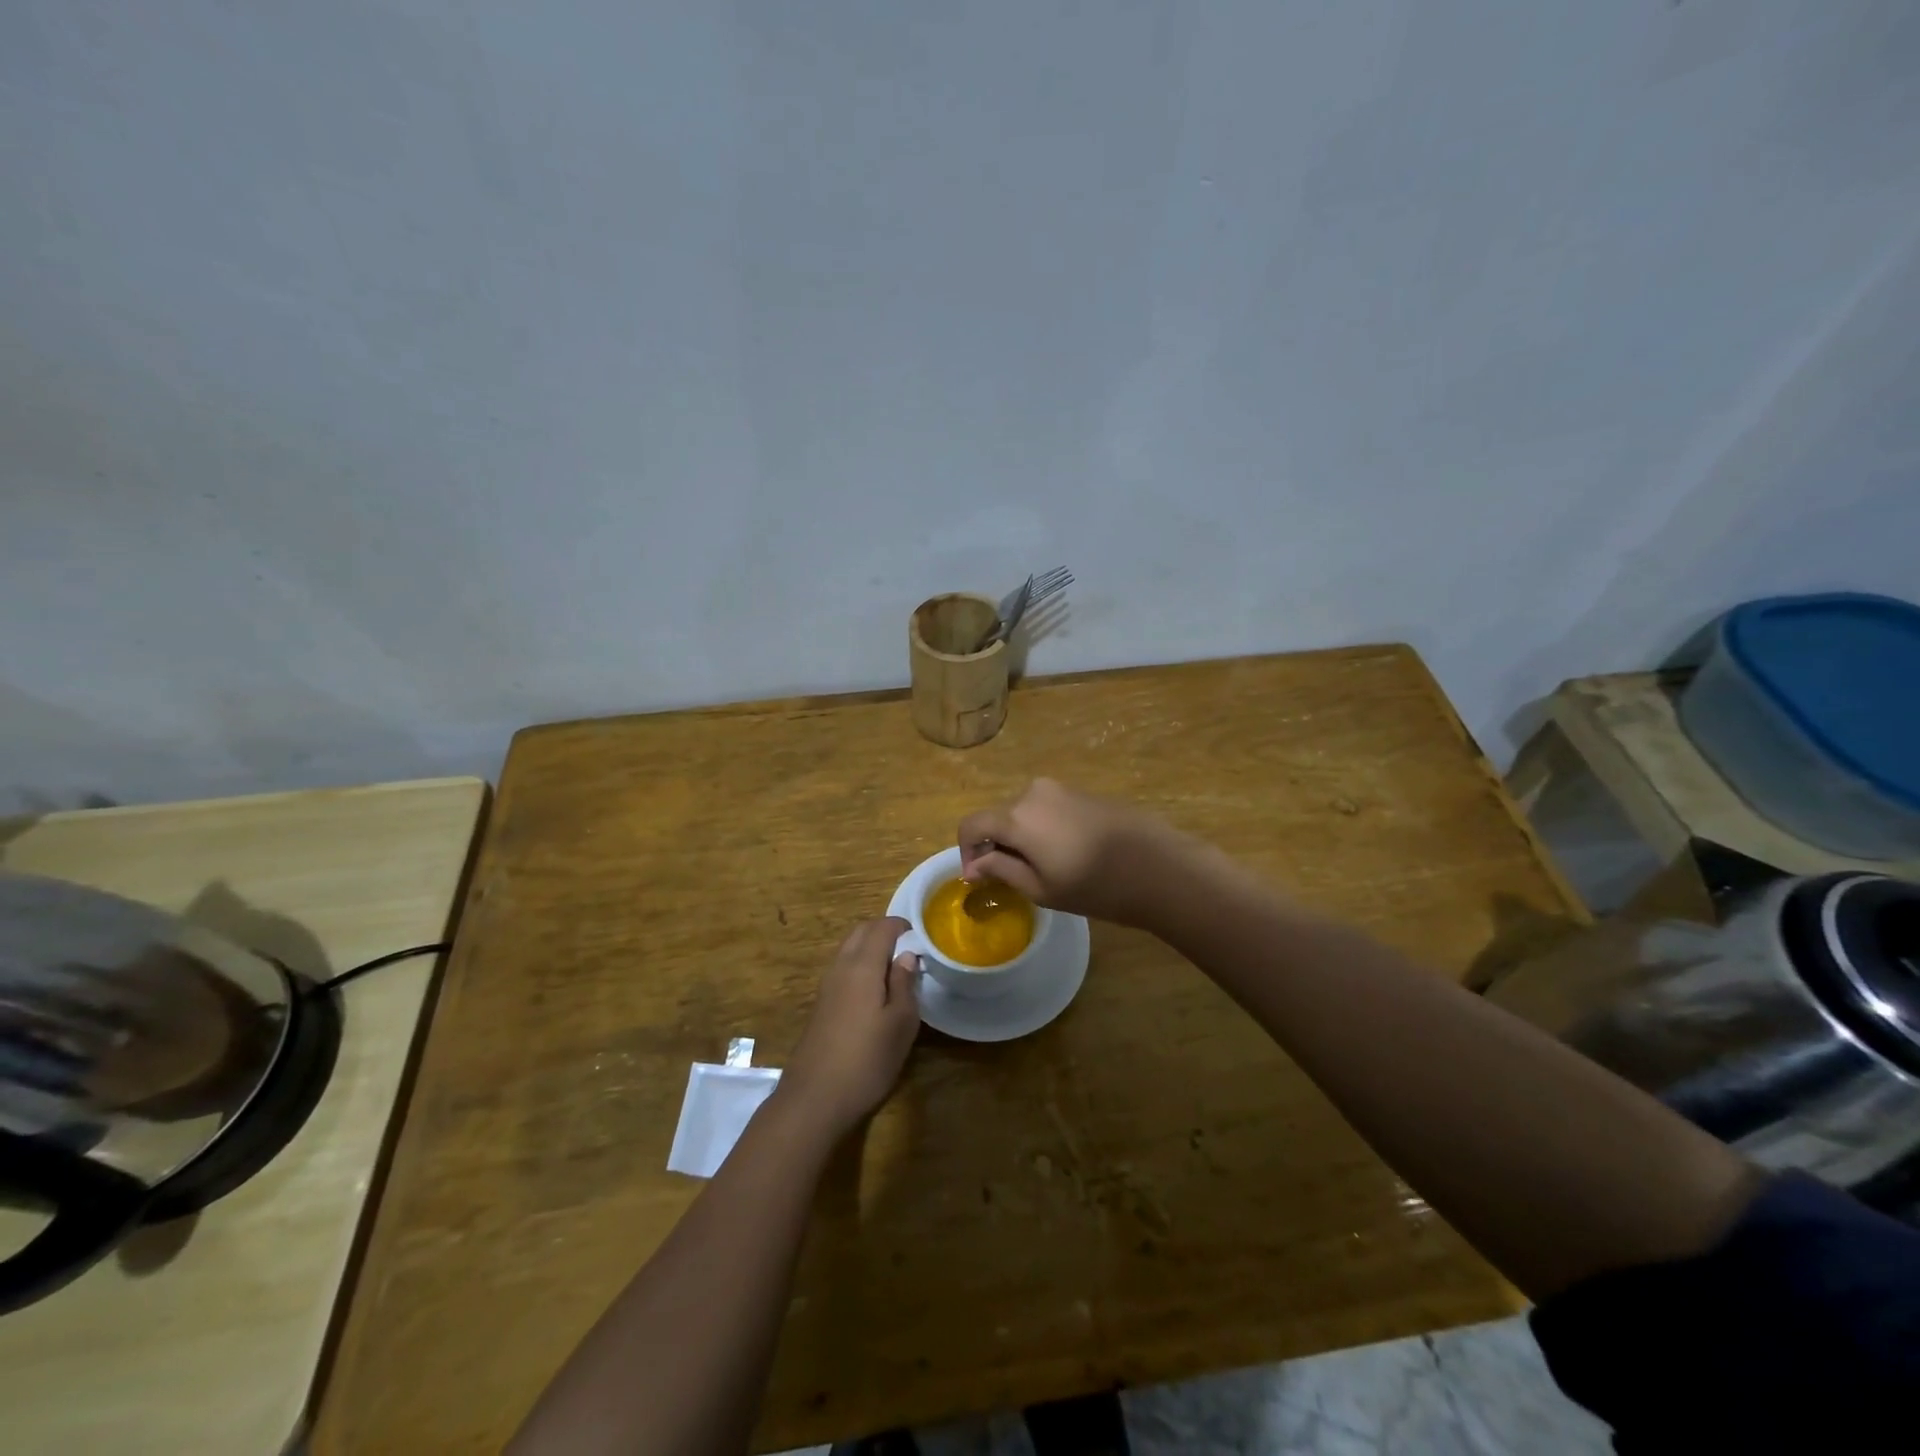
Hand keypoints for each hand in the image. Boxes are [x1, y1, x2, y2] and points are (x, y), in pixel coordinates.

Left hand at [781, 917, 920, 1135]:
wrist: (814, 1099)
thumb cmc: (867, 1060)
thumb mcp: (901, 1024)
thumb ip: (905, 984)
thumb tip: (906, 955)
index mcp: (862, 966)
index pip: (882, 927)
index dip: (902, 926)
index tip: (922, 937)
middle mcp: (841, 967)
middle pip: (861, 932)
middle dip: (885, 931)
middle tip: (909, 949)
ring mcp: (826, 985)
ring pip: (849, 949)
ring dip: (871, 948)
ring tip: (895, 969)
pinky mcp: (821, 1004)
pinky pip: (843, 968)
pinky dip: (860, 965)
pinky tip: (874, 991)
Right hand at [957, 778, 1183, 926]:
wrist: (1159, 867)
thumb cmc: (1095, 885)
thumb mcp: (1041, 888)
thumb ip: (1001, 870)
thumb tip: (974, 866)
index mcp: (1017, 816)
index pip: (972, 824)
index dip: (967, 851)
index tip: (979, 878)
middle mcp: (1032, 792)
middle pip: (998, 817)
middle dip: (996, 845)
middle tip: (1012, 879)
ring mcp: (1060, 788)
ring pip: (1024, 813)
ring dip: (1021, 837)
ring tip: (1044, 869)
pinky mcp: (1082, 792)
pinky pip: (1048, 809)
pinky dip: (1044, 829)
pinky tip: (1068, 854)